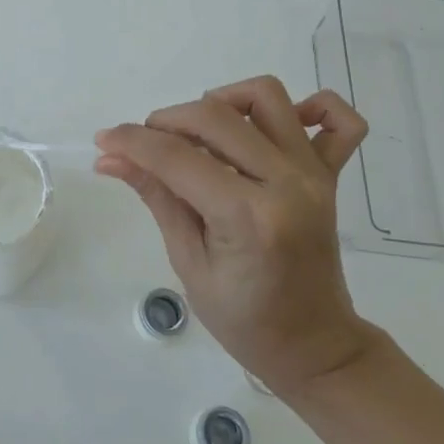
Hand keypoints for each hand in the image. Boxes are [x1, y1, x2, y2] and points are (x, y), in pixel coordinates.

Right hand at [95, 75, 375, 396]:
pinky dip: (309, 108)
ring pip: (266, 97)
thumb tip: (111, 157)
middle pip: (215, 116)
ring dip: (222, 101)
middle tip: (144, 146)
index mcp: (248, 216)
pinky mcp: (330, 174)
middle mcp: (286, 182)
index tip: (103, 140)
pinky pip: (340, 121)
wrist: (314, 346)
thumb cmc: (244, 321)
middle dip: (165, 120)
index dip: (132, 141)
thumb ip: (156, 197)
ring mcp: (314, 174)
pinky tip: (269, 128)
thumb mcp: (188, 262)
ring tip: (200, 134)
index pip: (176, 156)